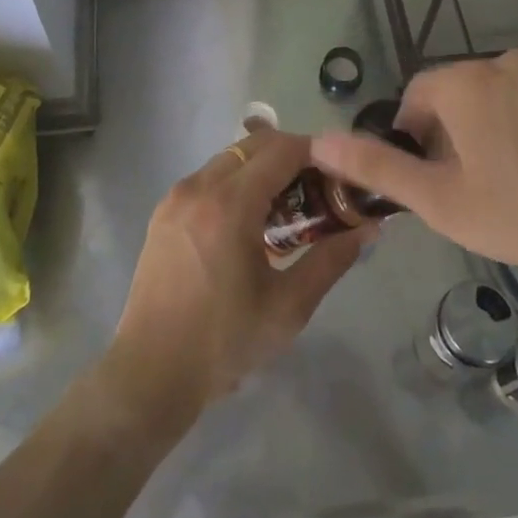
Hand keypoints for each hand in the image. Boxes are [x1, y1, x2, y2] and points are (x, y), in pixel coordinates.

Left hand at [103, 129, 366, 430]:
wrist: (151, 372)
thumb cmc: (224, 342)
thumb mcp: (288, 306)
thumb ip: (330, 260)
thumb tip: (367, 230)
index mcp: (229, 205)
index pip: (281, 151)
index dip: (316, 152)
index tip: (340, 170)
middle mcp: (199, 187)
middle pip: (253, 146)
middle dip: (290, 155)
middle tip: (318, 188)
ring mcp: (176, 197)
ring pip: (229, 159)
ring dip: (262, 168)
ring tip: (287, 207)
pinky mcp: (163, 212)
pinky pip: (208, 178)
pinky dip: (235, 182)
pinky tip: (250, 221)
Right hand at [311, 49, 517, 290]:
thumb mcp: (441, 201)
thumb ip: (376, 168)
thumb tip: (318, 141)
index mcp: (464, 81)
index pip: (415, 98)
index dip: (414, 141)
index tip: (432, 182)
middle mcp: (501, 62)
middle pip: (453, 96)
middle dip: (449, 137)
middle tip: (468, 191)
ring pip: (491, 98)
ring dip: (484, 132)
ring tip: (506, 185)